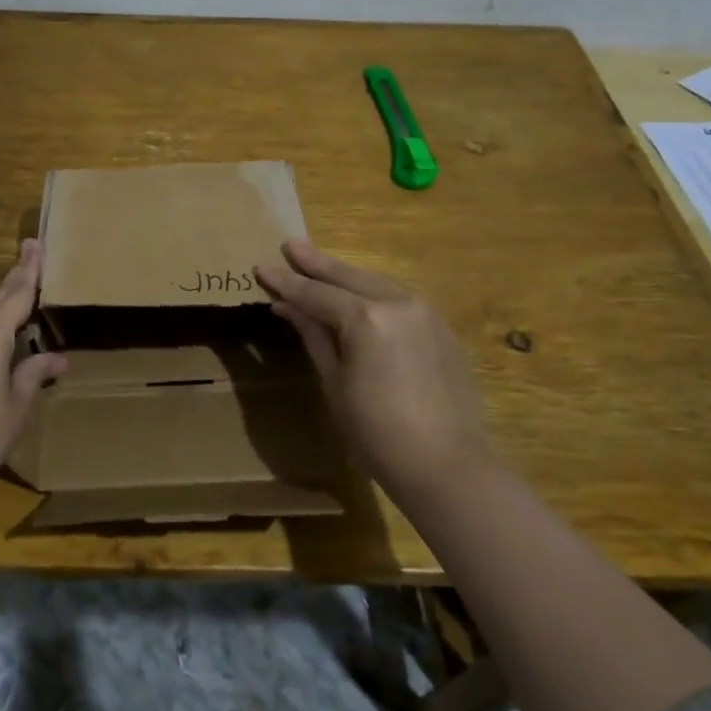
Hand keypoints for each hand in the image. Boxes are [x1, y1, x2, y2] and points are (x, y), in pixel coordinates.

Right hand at [256, 239, 489, 506]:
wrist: (449, 466)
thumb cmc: (378, 432)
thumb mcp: (335, 383)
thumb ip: (314, 336)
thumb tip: (288, 306)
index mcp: (365, 317)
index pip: (315, 293)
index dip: (286, 282)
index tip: (261, 267)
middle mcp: (397, 302)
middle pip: (347, 276)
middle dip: (316, 263)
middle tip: (291, 245)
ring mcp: (424, 312)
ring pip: (375, 282)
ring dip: (346, 274)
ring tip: (320, 264)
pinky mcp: (440, 327)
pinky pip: (398, 297)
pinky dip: (372, 291)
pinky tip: (360, 292)